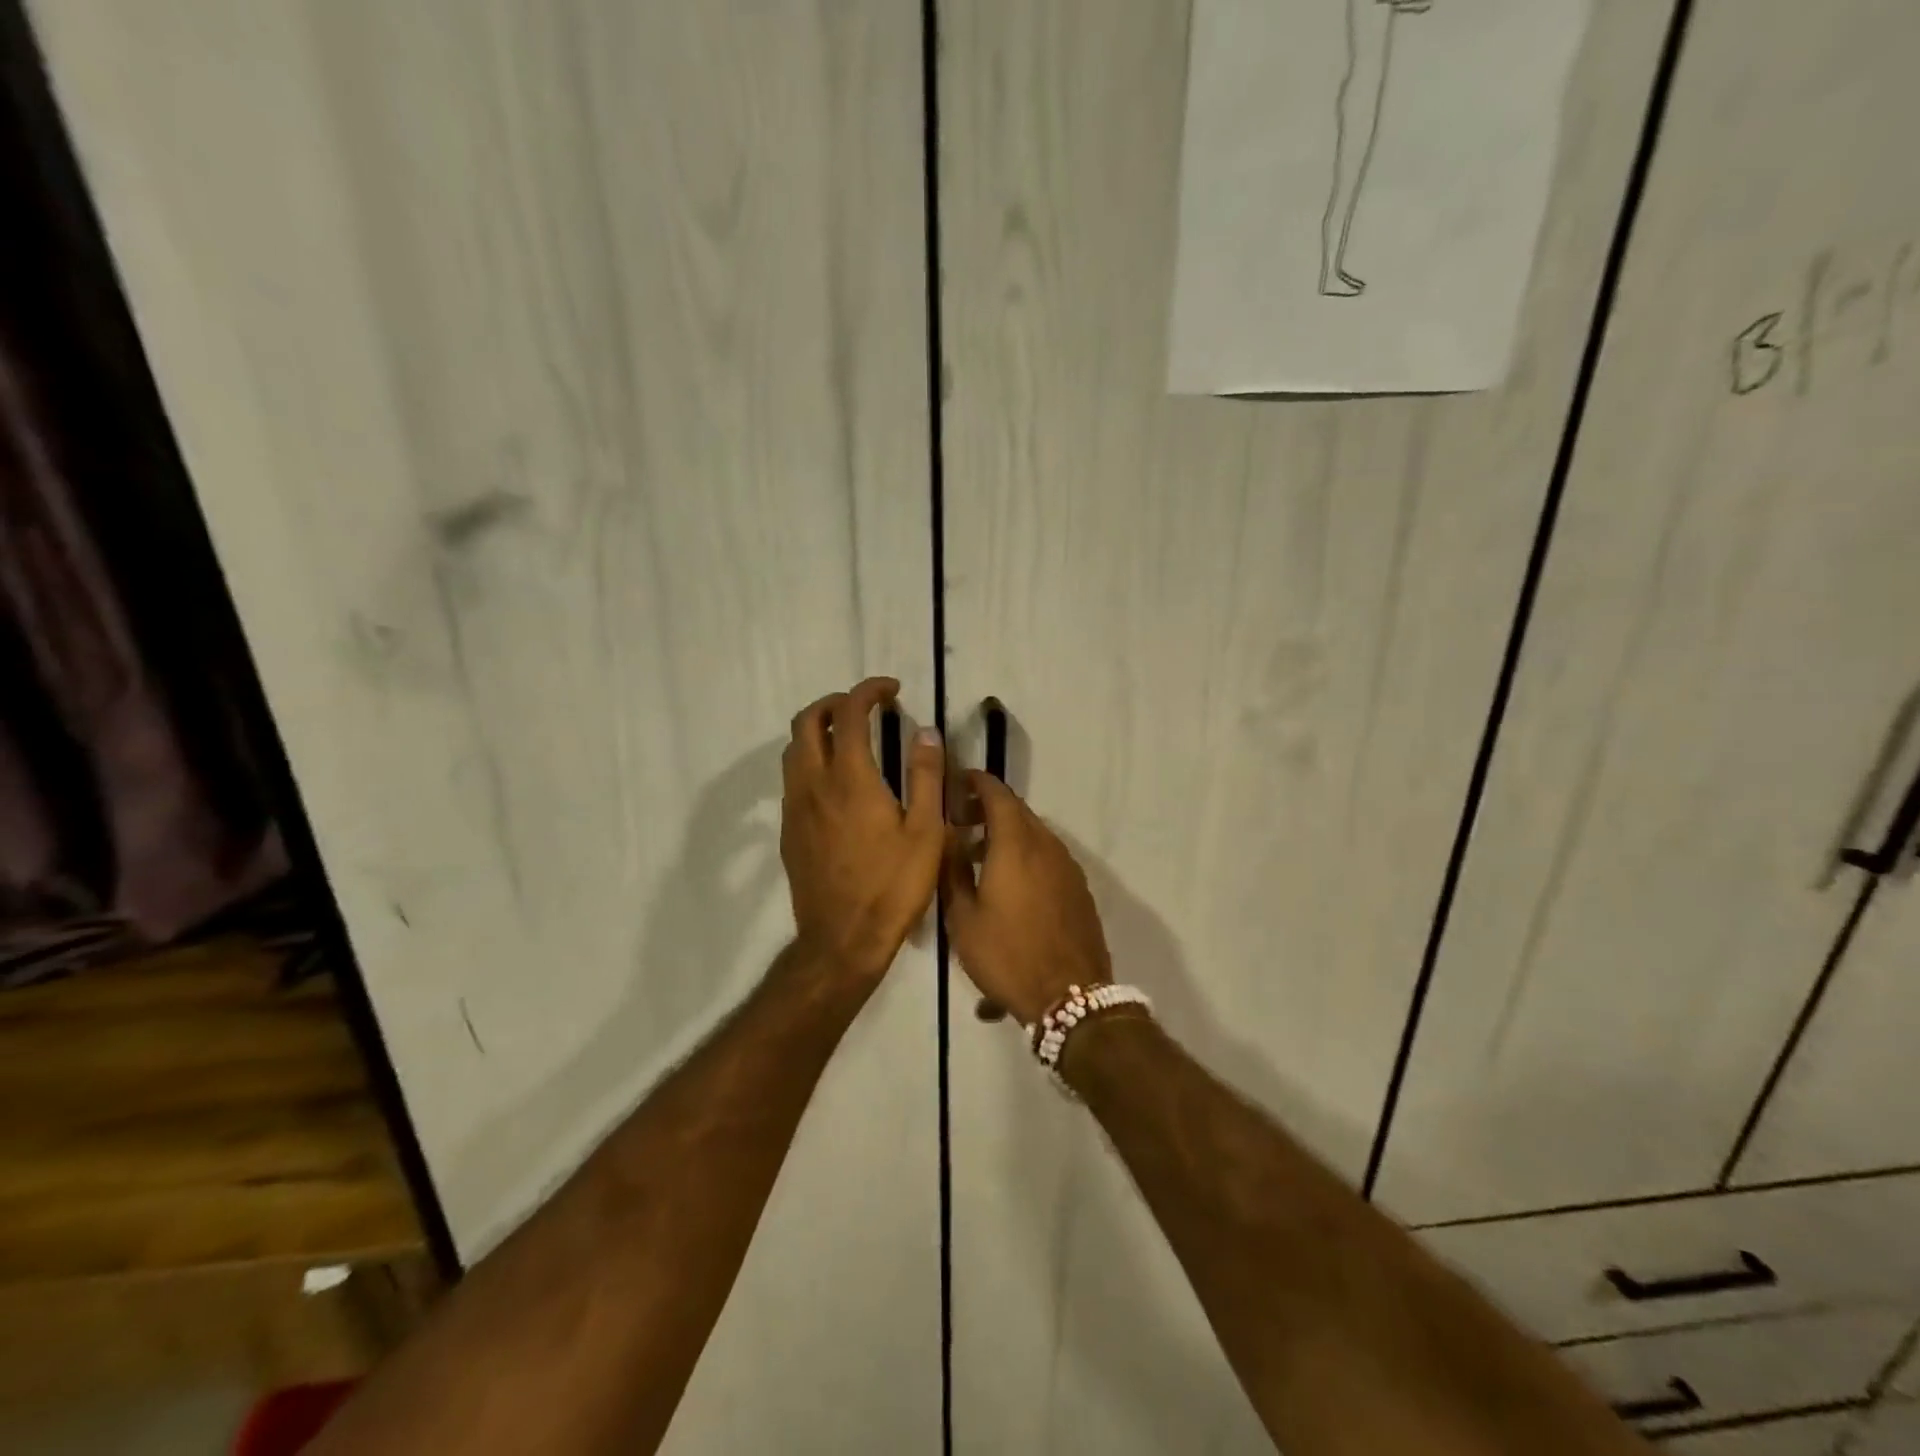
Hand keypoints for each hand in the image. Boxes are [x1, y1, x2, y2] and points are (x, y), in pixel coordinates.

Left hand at [781, 677, 943, 984]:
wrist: (842, 939)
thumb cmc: (893, 886)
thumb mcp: (926, 831)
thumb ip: (926, 776)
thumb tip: (927, 732)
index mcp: (849, 778)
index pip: (848, 713)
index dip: (868, 691)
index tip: (891, 690)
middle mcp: (813, 784)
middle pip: (807, 721)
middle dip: (834, 702)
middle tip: (865, 707)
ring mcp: (794, 808)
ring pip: (793, 749)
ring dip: (818, 730)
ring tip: (850, 738)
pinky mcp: (788, 830)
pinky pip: (792, 778)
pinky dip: (811, 760)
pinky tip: (836, 781)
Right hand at [941, 771, 1111, 1024]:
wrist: (1071, 995)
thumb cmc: (1007, 954)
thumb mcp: (963, 917)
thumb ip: (952, 870)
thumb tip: (946, 837)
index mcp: (1015, 844)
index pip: (997, 794)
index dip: (977, 782)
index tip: (957, 782)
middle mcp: (1046, 845)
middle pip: (1017, 811)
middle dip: (988, 808)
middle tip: (961, 820)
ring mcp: (1067, 866)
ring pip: (1034, 834)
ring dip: (1007, 834)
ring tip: (979, 857)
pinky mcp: (1078, 888)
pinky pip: (1047, 856)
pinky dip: (1026, 854)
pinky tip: (1009, 884)